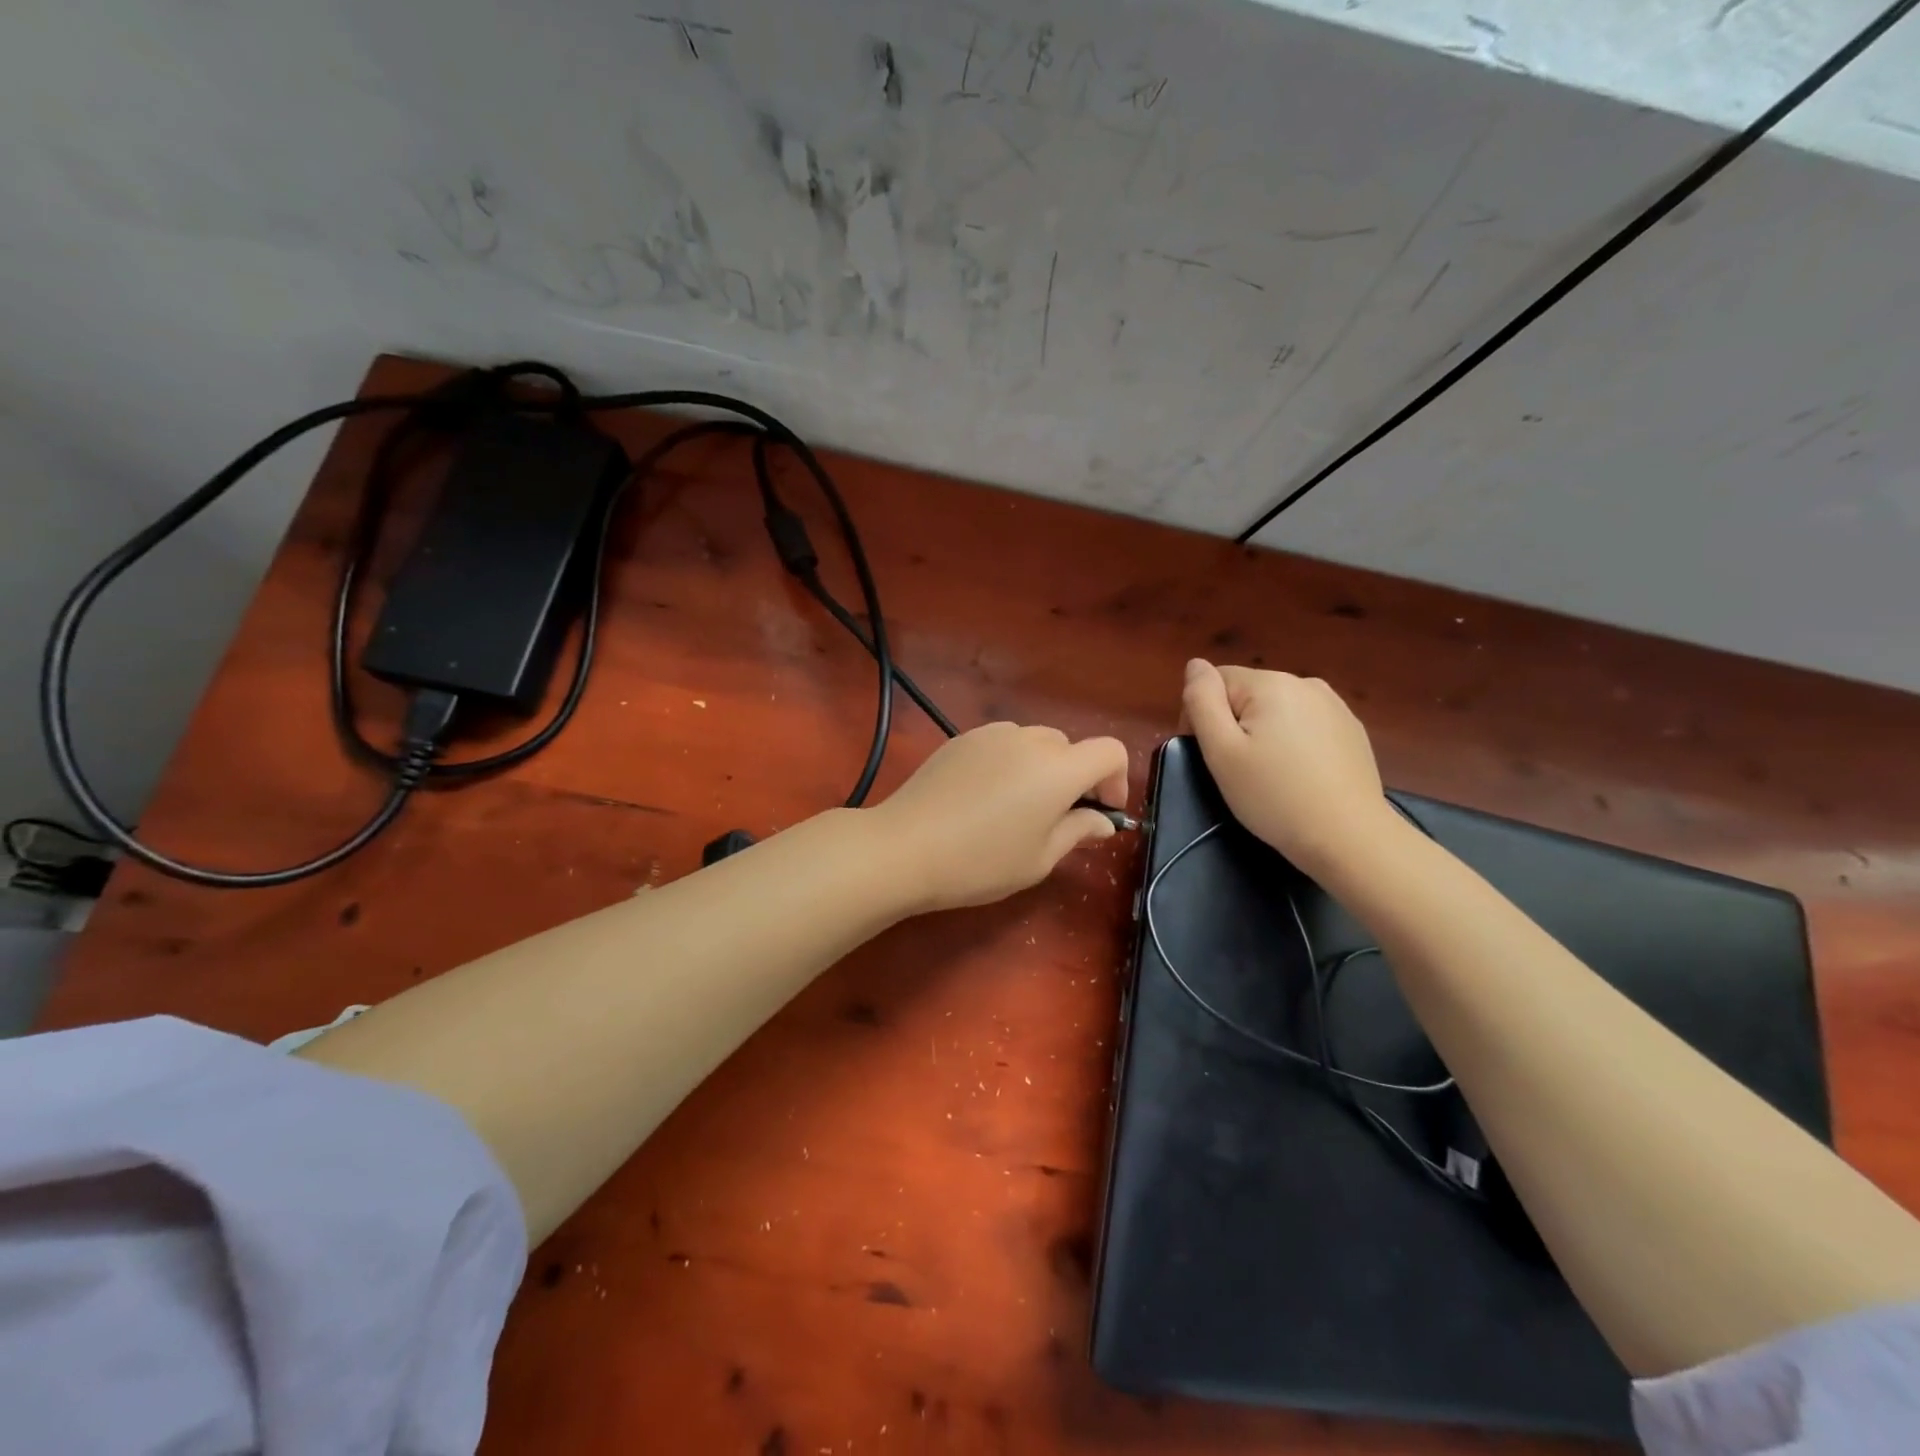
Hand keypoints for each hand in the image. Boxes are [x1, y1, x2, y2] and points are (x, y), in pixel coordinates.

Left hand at [869, 723, 1129, 912]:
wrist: (905, 847)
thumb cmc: (980, 862)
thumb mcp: (1039, 858)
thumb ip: (1078, 831)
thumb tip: (1103, 820)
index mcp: (1058, 768)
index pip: (1110, 750)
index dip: (1116, 779)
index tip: (1100, 811)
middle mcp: (1029, 740)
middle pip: (1070, 746)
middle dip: (1075, 777)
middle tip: (1056, 818)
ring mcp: (991, 734)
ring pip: (1035, 742)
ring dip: (1041, 767)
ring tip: (1016, 807)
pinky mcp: (962, 738)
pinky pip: (1002, 743)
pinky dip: (1009, 762)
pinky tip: (984, 797)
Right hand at [1180, 659, 1392, 874]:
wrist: (1349, 838)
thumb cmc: (1274, 796)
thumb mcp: (1221, 751)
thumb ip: (1202, 701)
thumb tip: (1195, 665)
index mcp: (1270, 683)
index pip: (1216, 682)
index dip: (1202, 716)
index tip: (1210, 756)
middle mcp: (1305, 683)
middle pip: (1247, 694)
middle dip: (1235, 724)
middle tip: (1237, 771)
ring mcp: (1334, 706)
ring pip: (1277, 710)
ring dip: (1264, 733)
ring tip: (1269, 775)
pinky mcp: (1352, 730)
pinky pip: (1305, 725)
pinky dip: (1293, 744)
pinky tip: (1299, 776)